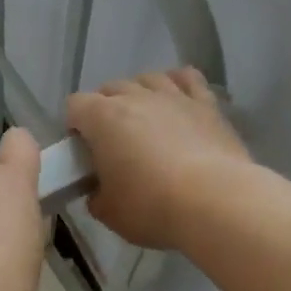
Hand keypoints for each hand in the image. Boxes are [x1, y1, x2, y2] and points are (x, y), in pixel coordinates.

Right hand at [66, 69, 249, 249]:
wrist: (215, 203)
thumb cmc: (152, 207)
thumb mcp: (109, 213)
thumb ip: (97, 195)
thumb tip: (99, 191)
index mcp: (103, 118)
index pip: (75, 105)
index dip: (75, 125)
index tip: (82, 149)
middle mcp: (135, 96)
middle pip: (109, 88)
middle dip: (105, 109)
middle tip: (112, 141)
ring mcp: (173, 96)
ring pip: (147, 78)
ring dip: (140, 93)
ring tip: (144, 118)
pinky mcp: (206, 104)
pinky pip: (188, 78)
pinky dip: (178, 84)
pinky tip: (178, 99)